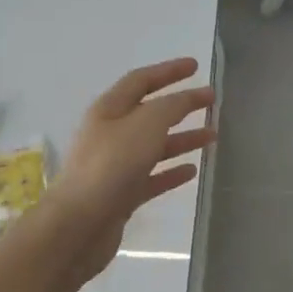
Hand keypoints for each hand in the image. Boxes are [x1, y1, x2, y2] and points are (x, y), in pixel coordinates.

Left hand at [44, 58, 214, 279]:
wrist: (79, 224)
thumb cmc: (111, 166)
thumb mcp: (145, 125)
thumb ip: (171, 107)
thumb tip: (187, 97)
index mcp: (109, 110)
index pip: (141, 80)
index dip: (169, 71)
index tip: (196, 67)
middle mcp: (110, 134)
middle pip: (150, 113)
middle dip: (181, 105)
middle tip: (211, 101)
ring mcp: (115, 166)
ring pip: (154, 146)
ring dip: (183, 138)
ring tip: (213, 136)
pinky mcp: (121, 194)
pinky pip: (152, 177)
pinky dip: (172, 171)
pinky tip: (192, 171)